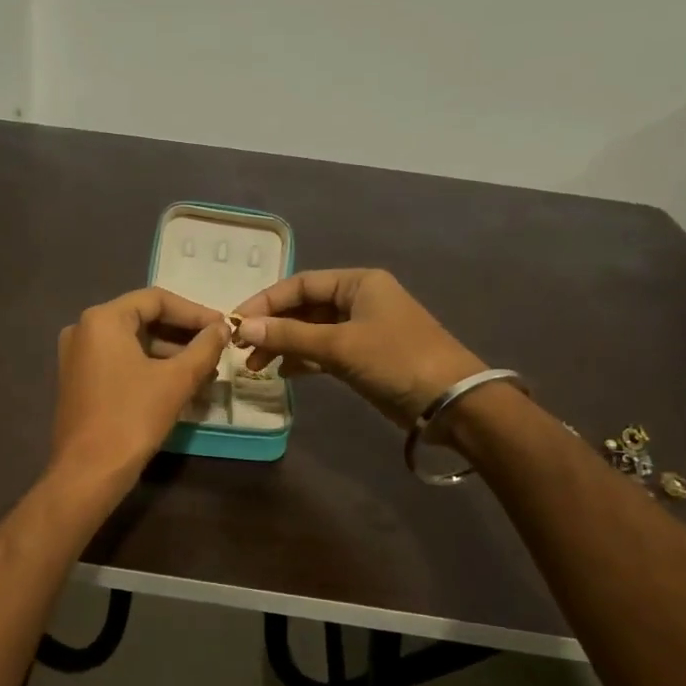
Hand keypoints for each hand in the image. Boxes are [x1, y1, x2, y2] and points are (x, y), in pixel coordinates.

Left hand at [49, 287, 228, 489]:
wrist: (89, 472)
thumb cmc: (132, 418)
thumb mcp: (176, 380)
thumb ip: (204, 348)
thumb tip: (223, 327)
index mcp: (102, 319)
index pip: (156, 299)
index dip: (194, 312)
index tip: (223, 326)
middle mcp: (84, 329)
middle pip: (143, 318)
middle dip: (183, 333)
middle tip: (217, 347)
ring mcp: (77, 356)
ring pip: (132, 342)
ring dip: (169, 352)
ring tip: (205, 368)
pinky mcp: (79, 380)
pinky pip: (120, 360)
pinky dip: (149, 366)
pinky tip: (178, 382)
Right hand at [231, 268, 485, 427]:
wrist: (451, 402)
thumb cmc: (396, 360)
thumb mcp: (339, 345)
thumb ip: (289, 335)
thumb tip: (241, 326)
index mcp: (357, 283)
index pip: (299, 285)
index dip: (265, 302)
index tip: (234, 323)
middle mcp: (358, 300)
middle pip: (303, 308)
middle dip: (272, 326)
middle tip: (241, 349)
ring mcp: (361, 329)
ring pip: (311, 331)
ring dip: (283, 345)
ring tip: (255, 366)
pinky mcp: (364, 357)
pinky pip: (323, 351)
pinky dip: (303, 359)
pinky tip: (282, 372)